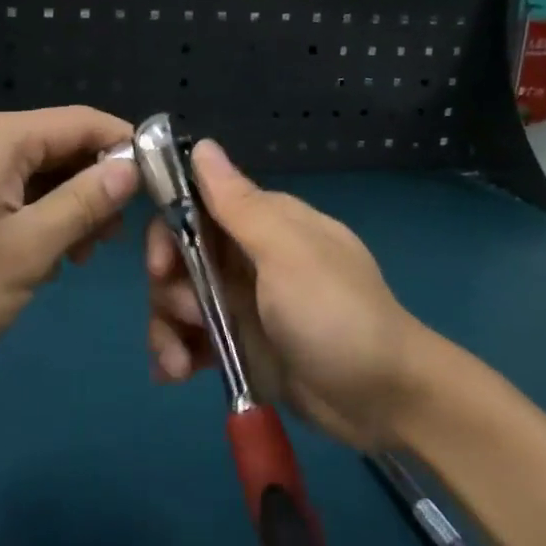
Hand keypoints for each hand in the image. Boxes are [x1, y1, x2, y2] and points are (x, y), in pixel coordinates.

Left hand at [0, 107, 138, 379]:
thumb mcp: (25, 250)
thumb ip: (82, 204)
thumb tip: (129, 168)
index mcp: (3, 138)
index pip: (87, 122)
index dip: (128, 149)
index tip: (160, 191)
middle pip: (63, 147)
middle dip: (97, 188)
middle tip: (112, 243)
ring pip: (38, 176)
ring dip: (67, 210)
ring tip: (75, 259)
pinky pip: (10, 196)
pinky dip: (35, 221)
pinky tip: (39, 261)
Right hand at [144, 140, 430, 450]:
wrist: (385, 400)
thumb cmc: (336, 314)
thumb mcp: (287, 253)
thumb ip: (238, 204)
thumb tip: (201, 144)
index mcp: (263, 223)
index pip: (195, 207)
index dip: (168, 231)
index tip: (161, 264)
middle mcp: (246, 257)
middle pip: (179, 258)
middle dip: (168, 287)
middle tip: (187, 316)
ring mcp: (243, 303)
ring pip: (179, 300)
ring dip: (167, 328)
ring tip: (180, 365)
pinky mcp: (240, 345)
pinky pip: (192, 340)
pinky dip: (177, 353)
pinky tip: (175, 374)